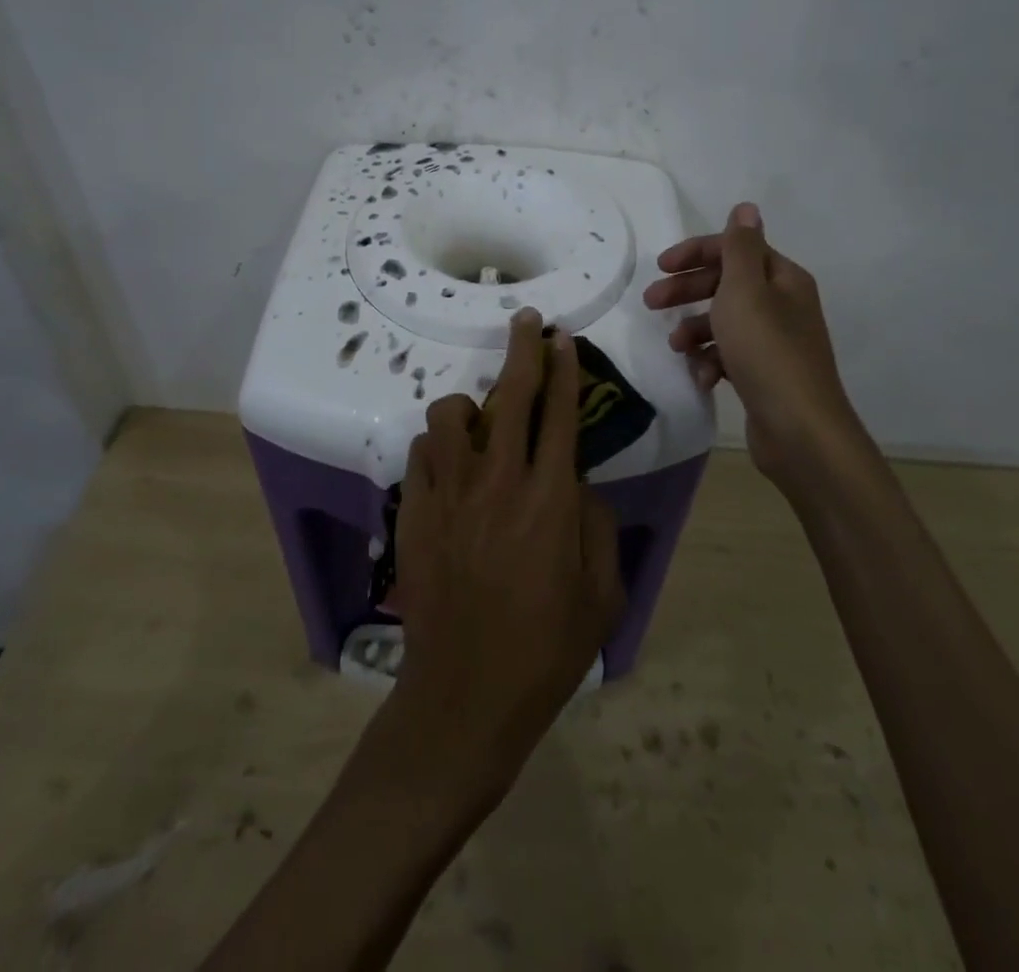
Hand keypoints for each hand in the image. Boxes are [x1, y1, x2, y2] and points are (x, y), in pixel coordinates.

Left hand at [389, 308, 625, 799]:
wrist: (466, 696)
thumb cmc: (547, 649)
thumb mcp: (603, 593)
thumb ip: (598, 525)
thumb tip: (579, 482)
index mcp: (551, 499)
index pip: (561, 414)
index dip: (564, 369)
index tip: (562, 338)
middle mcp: (499, 483)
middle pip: (511, 396)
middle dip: (521, 350)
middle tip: (526, 323)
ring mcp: (450, 495)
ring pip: (450, 416)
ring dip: (469, 406)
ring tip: (480, 421)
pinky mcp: (414, 513)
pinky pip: (421, 454)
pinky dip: (437, 447)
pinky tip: (450, 467)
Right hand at [643, 202, 865, 491]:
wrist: (799, 429)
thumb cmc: (766, 351)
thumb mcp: (745, 291)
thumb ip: (740, 248)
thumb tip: (746, 207)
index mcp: (782, 279)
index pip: (735, 249)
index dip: (696, 253)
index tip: (660, 267)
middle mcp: (782, 304)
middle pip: (726, 284)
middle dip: (688, 291)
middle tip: (651, 303)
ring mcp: (774, 341)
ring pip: (724, 322)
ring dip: (695, 329)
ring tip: (676, 347)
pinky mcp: (764, 373)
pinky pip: (729, 355)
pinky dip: (711, 360)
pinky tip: (701, 377)